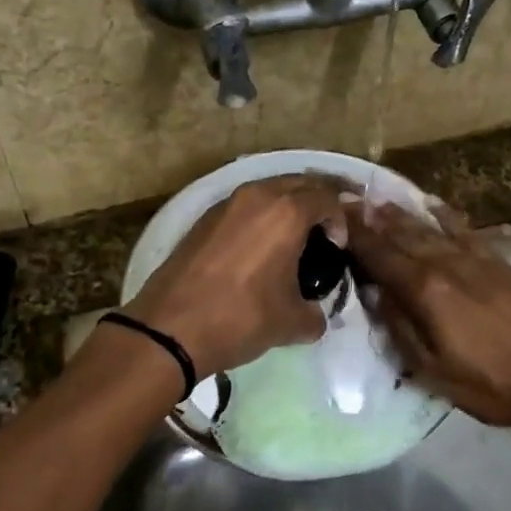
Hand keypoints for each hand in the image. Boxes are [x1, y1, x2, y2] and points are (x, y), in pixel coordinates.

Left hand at [123, 174, 348, 386]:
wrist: (170, 327)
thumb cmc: (241, 318)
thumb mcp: (291, 323)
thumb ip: (315, 314)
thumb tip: (315, 315)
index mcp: (287, 213)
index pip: (326, 198)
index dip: (340, 220)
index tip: (337, 248)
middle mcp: (257, 196)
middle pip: (298, 184)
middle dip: (316, 202)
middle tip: (322, 232)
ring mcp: (226, 204)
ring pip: (268, 191)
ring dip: (285, 206)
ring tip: (291, 239)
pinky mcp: (204, 218)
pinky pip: (243, 206)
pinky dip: (259, 216)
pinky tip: (258, 247)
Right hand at [343, 200, 510, 436]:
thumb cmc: (489, 384)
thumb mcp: (432, 370)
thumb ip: (399, 327)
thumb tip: (375, 294)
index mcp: (425, 291)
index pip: (380, 256)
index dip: (355, 237)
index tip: (335, 217)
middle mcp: (445, 264)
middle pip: (401, 235)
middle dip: (372, 219)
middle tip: (349, 200)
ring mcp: (474, 258)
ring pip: (429, 228)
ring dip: (402, 214)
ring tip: (379, 200)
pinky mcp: (497, 261)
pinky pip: (464, 229)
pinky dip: (445, 215)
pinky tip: (432, 204)